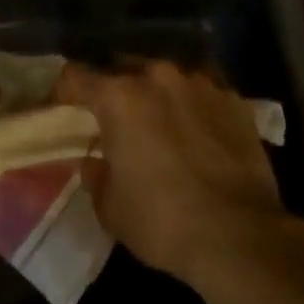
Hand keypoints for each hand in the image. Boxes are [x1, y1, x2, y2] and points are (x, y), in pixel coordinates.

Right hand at [54, 60, 288, 289]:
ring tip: (160, 119)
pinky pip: (204, 91)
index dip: (65, 91)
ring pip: (167, 76)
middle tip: (114, 117)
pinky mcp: (234, 99)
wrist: (239, 235)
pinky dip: (195, 104)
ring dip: (158, 93)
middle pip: (124, 68)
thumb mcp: (111, 208)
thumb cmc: (162, 221)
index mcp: (119, 97)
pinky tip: (199, 127)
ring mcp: (200, 83)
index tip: (63, 107)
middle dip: (115, 89)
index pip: (76, 77)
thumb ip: (96, 175)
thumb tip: (96, 161)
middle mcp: (157, 76)